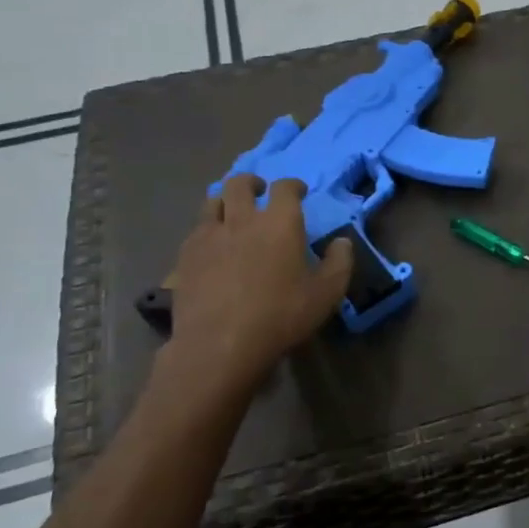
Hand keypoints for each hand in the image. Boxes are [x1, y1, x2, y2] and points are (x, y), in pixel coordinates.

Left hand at [160, 175, 352, 393]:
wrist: (220, 345)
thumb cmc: (280, 316)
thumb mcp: (326, 294)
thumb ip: (339, 263)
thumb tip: (342, 242)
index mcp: (279, 223)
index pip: (285, 188)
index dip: (293, 186)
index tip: (298, 192)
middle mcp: (242, 219)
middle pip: (240, 184)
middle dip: (251, 182)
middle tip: (259, 192)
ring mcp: (209, 235)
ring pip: (212, 201)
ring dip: (225, 200)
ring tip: (231, 213)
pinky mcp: (186, 256)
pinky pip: (196, 230)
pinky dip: (206, 229)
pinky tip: (211, 245)